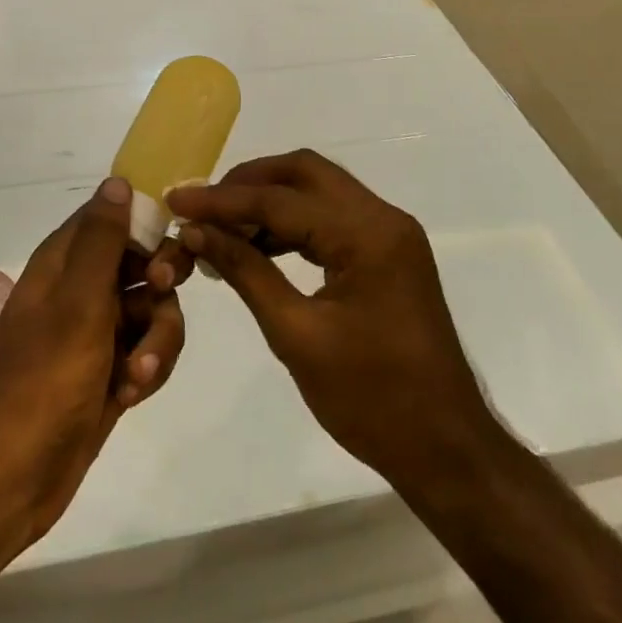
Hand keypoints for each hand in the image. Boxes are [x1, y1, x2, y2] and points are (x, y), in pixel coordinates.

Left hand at [0, 178, 186, 543]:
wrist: (16, 475)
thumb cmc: (45, 376)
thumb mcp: (78, 301)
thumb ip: (102, 240)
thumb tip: (118, 180)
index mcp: (65, 261)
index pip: (113, 216)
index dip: (146, 223)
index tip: (171, 240)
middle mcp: (81, 289)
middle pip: (143, 262)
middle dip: (161, 283)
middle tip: (161, 294)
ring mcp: (98, 331)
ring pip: (154, 310)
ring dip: (157, 339)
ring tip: (138, 373)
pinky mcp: (111, 370)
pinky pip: (149, 350)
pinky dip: (147, 368)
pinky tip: (131, 394)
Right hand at [167, 152, 487, 492]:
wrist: (446, 449)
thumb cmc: (372, 400)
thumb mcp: (297, 335)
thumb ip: (246, 271)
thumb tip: (196, 231)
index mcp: (367, 234)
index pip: (280, 199)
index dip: (222, 199)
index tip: (175, 199)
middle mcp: (383, 218)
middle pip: (304, 173)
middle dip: (248, 183)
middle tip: (202, 207)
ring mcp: (390, 233)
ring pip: (318, 190)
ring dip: (270, 200)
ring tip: (222, 227)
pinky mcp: (388, 252)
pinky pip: (332, 217)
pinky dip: (293, 222)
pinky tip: (259, 246)